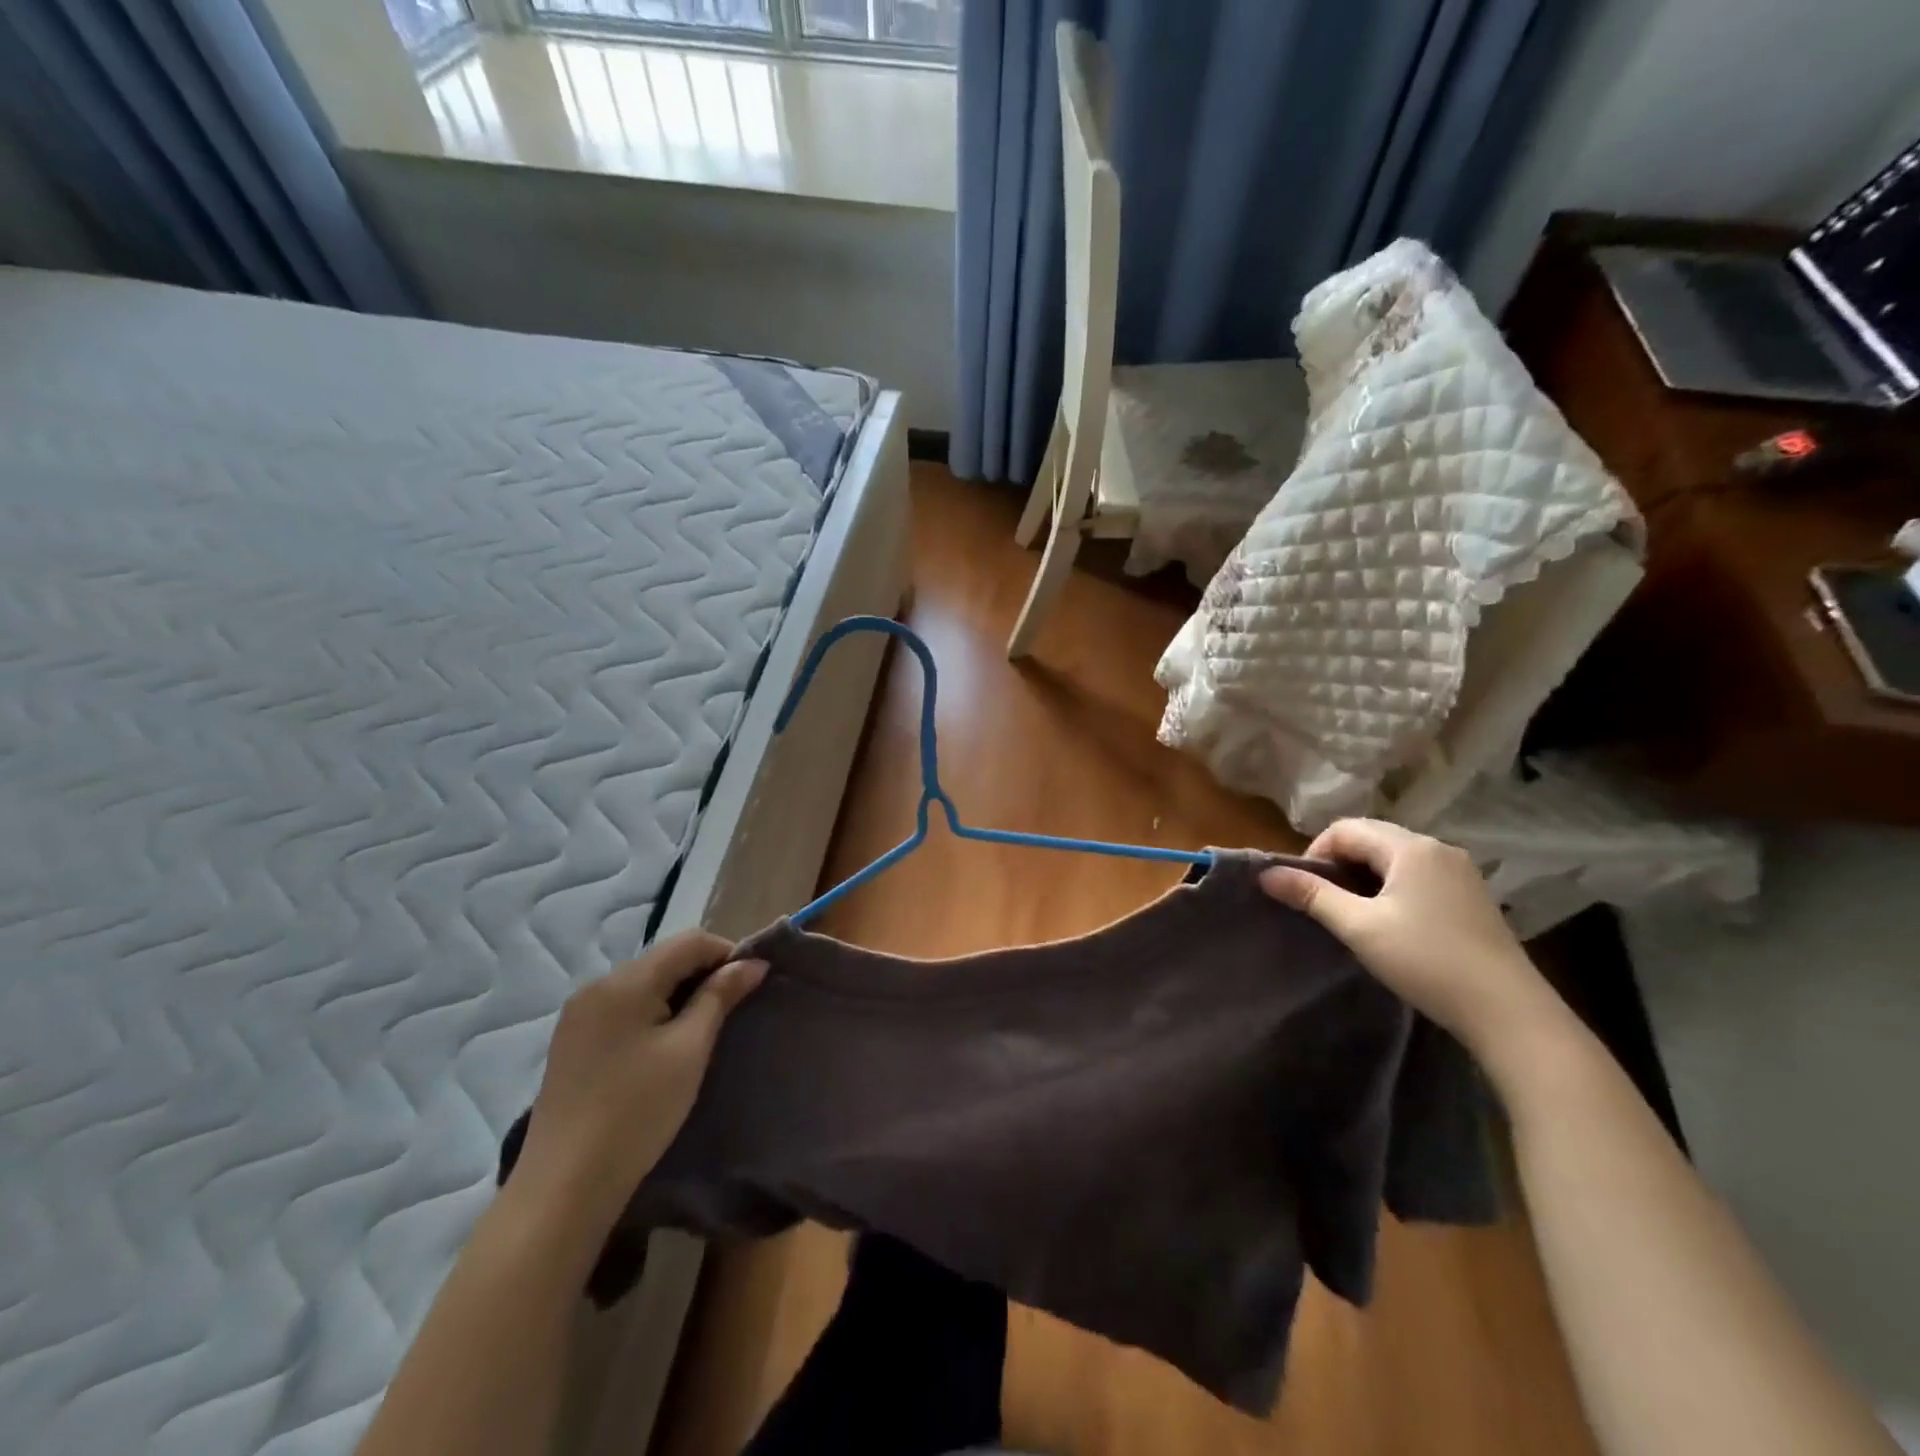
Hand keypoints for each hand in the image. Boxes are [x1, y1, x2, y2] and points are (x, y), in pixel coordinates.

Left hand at [512, 930, 764, 1233]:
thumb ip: (720, 997)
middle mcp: (597, 985)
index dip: (727, 954)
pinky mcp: (572, 1042)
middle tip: (732, 1011)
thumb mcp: (690, 1049)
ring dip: (679, 994)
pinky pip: (623, 1007)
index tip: (751, 985)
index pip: (690, 941)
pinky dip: (653, 1012)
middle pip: (665, 959)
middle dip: (703, 974)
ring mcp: (579, 1014)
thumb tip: (752, 964)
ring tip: (702, 1030)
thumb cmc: (638, 1111)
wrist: (565, 1186)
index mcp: (626, 980)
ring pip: (644, 983)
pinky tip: (663, 1046)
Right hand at [1259, 819, 1564, 1058]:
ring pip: (1395, 857)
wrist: (1510, 1013)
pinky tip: (1391, 922)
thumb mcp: (1359, 928)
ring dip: (1364, 876)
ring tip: (1353, 913)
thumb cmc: (1427, 962)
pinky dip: (1392, 887)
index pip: (1346, 829)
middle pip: (1372, 837)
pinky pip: (1418, 875)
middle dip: (1339, 863)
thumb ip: (1312, 896)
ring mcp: (1460, 872)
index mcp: (1411, 848)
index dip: (1315, 853)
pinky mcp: (1472, 897)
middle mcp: (1438, 849)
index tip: (1304, 891)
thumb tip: (1265, 874)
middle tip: (1323, 902)